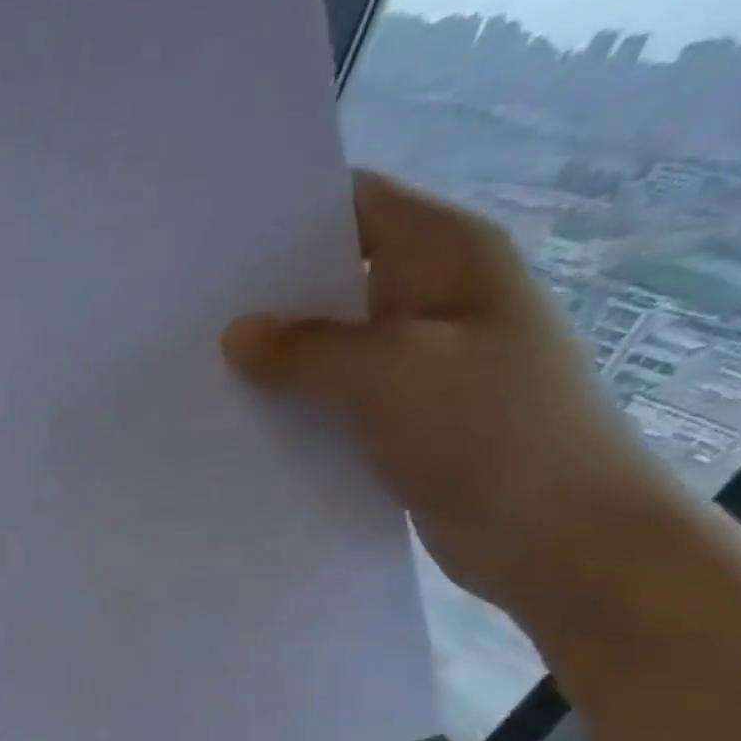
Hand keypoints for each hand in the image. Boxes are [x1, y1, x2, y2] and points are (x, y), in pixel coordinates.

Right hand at [221, 170, 669, 622]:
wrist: (556, 535)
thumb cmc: (488, 431)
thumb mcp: (389, 373)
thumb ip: (306, 350)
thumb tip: (236, 334)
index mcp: (445, 256)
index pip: (354, 205)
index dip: (283, 217)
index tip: (208, 249)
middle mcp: (430, 299)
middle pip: (333, 278)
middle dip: (262, 299)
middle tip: (184, 322)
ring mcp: (417, 364)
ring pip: (327, 347)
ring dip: (272, 362)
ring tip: (195, 376)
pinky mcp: (400, 422)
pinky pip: (332, 401)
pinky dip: (291, 409)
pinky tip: (239, 426)